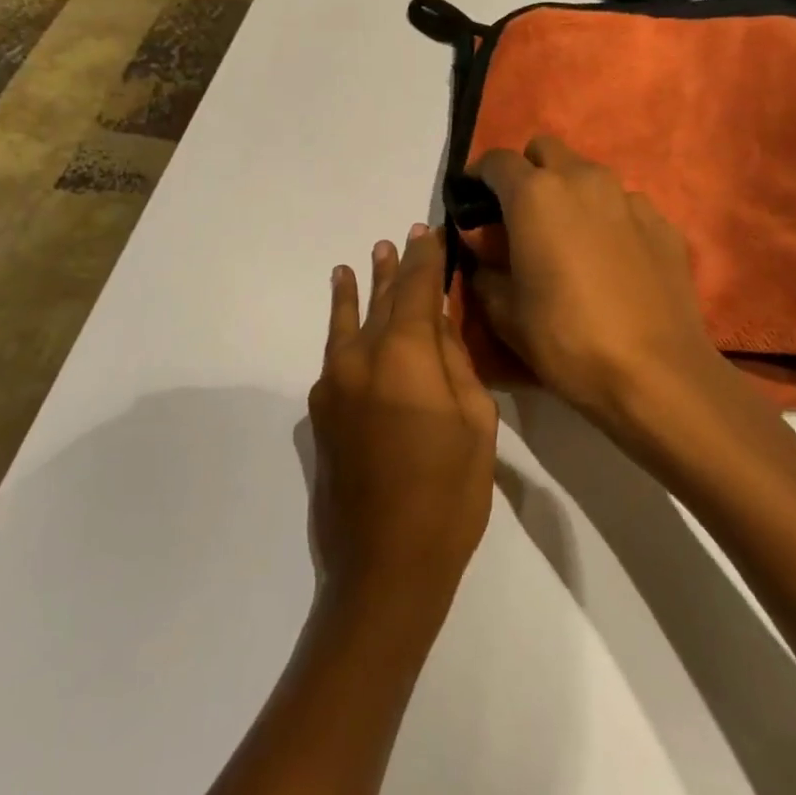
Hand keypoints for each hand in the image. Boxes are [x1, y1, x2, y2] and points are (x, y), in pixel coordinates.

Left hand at [309, 224, 497, 626]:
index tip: (432, 230)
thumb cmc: (449, 494)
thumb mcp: (475, 422)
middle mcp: (360, 358)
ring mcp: (333, 385)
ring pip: (348, 323)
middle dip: (394, 268)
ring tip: (358, 262)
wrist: (385, 564)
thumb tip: (436, 323)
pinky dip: (342, 329)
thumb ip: (455, 362)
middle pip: (381, 301)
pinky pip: (335, 356)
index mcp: (404, 355)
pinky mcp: (320, 412)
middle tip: (398, 238)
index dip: (426, 257)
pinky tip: (344, 321)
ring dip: (357, 291)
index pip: (417, 289)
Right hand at [472, 136, 728, 431]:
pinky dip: (608, 219)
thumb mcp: (504, 312)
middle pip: (546, 150)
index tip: (473, 206)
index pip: (496, 160)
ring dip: (569, 194)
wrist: (655, 373)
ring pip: (588, 175)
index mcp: (535, 195)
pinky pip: (623, 205)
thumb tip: (482, 249)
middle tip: (520, 218)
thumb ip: (483, 268)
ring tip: (568, 240)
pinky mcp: (663, 222)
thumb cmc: (566, 340)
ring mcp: (629, 198)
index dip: (479, 179)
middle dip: (527, 173)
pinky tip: (610, 261)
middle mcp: (584, 180)